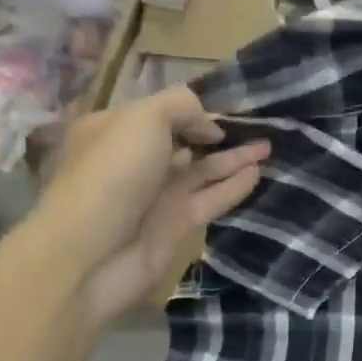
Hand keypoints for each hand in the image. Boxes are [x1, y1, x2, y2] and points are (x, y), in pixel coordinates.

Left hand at [27, 87, 267, 328]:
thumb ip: (181, 107)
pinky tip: (259, 173)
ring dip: (235, 158)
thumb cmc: (112, 174)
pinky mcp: (177, 225)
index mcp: (116, 130)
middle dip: (217, 134)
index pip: (160, 113)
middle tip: (258, 126)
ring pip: (203, 171)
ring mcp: (158, 195)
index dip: (193, 109)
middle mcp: (137, 161)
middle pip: (185, 142)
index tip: (228, 108)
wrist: (92, 253)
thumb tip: (210, 127)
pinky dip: (234, 186)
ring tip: (269, 147)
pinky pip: (211, 199)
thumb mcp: (143, 119)